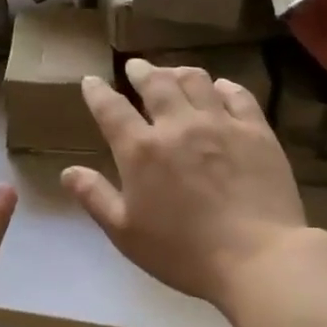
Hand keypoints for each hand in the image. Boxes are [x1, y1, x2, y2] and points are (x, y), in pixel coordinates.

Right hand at [62, 60, 312, 311]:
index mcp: (141, 149)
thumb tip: (67, 171)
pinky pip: (238, 95)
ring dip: (178, 72)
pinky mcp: (256, 131)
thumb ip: (95, 197)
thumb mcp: (126, 233)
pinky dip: (223, 87)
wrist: (258, 259)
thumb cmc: (184, 253)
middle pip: (155, 82)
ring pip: (195, 80)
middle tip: (135, 67)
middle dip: (141, 70)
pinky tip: (219, 89)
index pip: (111, 108)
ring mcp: (220, 124)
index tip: (91, 80)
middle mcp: (177, 125)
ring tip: (173, 73)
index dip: (97, 91)